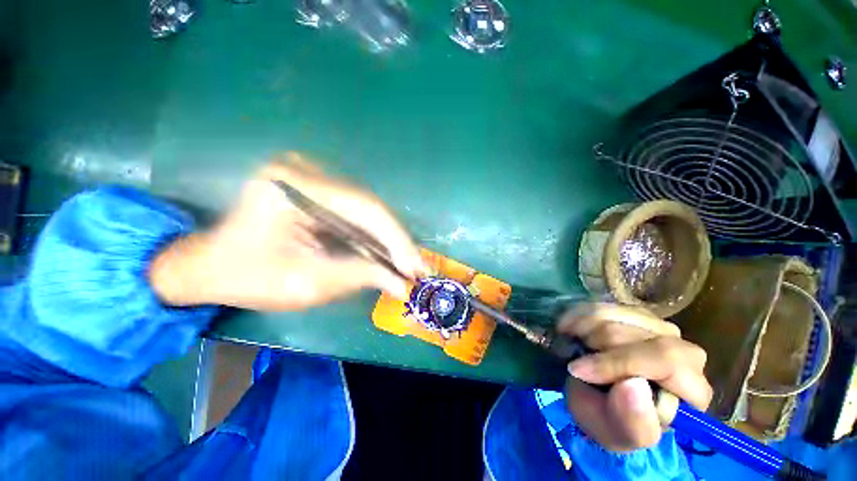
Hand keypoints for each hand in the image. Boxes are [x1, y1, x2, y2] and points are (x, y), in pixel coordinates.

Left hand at [149, 152, 424, 309]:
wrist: (208, 266)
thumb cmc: (248, 278)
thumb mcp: (307, 283)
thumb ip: (360, 276)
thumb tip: (402, 284)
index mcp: (294, 187)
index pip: (365, 207)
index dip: (396, 238)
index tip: (415, 267)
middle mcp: (306, 171)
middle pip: (369, 205)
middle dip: (396, 240)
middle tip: (417, 267)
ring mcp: (311, 176)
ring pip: (366, 209)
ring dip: (388, 238)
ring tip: (407, 262)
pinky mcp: (316, 188)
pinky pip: (355, 211)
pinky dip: (373, 234)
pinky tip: (387, 252)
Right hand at [557, 303, 712, 451]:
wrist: (601, 399)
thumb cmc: (612, 421)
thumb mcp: (616, 434)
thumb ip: (632, 423)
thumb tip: (633, 386)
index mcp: (692, 391)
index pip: (666, 360)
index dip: (618, 362)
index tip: (578, 370)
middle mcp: (685, 353)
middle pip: (636, 334)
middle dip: (596, 344)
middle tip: (572, 359)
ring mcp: (661, 329)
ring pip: (617, 314)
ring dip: (584, 327)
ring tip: (570, 343)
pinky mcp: (638, 315)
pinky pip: (604, 304)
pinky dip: (579, 314)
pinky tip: (569, 327)